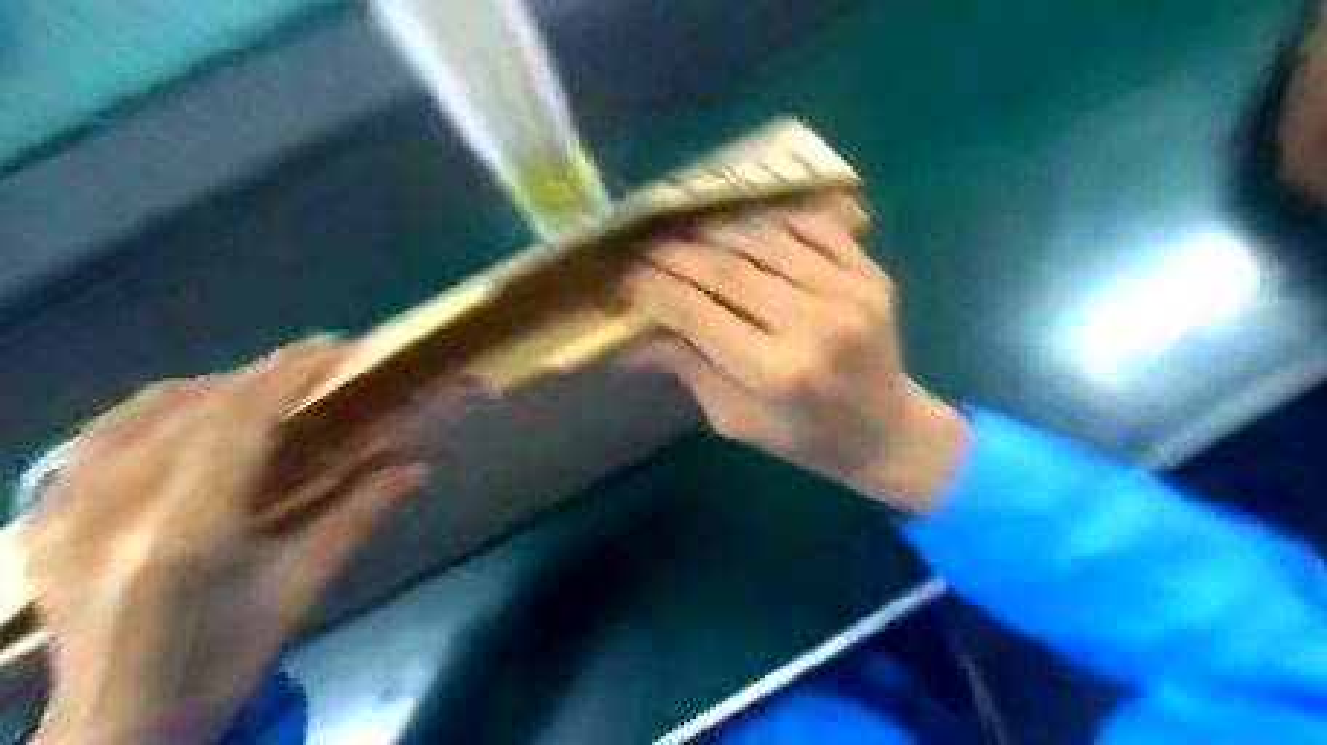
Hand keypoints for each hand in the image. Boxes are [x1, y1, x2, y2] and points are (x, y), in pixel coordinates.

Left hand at [22, 339, 424, 744]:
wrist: (117, 725)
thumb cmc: (225, 657)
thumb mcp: (304, 584)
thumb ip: (361, 513)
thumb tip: (418, 465)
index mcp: (186, 533)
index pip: (237, 421)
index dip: (288, 374)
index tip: (335, 348)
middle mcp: (114, 511)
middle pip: (194, 406)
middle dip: (264, 372)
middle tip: (317, 362)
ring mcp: (63, 511)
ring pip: (143, 410)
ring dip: (216, 384)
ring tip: (267, 382)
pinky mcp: (44, 517)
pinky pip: (100, 433)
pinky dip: (157, 406)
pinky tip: (192, 407)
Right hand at [622, 200, 964, 513]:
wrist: (885, 430)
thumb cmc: (802, 437)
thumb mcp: (734, 418)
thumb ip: (685, 367)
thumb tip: (625, 340)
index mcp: (776, 374)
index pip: (696, 312)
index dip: (654, 287)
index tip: (626, 276)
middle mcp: (813, 325)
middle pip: (727, 269)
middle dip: (676, 251)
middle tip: (645, 243)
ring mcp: (848, 292)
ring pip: (764, 238)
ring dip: (715, 228)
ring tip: (683, 227)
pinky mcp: (871, 274)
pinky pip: (811, 226)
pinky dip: (769, 218)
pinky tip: (740, 221)